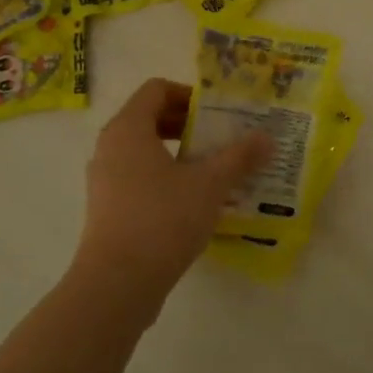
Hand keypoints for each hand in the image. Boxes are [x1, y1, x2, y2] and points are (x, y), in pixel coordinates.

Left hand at [75, 78, 270, 297]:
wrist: (118, 282)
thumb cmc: (163, 219)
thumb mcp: (211, 184)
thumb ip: (240, 156)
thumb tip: (267, 137)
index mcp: (128, 129)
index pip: (156, 90)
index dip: (189, 95)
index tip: (219, 114)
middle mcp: (110, 148)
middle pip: (150, 119)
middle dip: (189, 125)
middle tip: (223, 139)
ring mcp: (105, 180)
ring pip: (145, 151)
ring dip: (180, 154)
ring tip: (215, 171)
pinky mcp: (108, 209)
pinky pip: (139, 178)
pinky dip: (166, 178)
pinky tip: (195, 202)